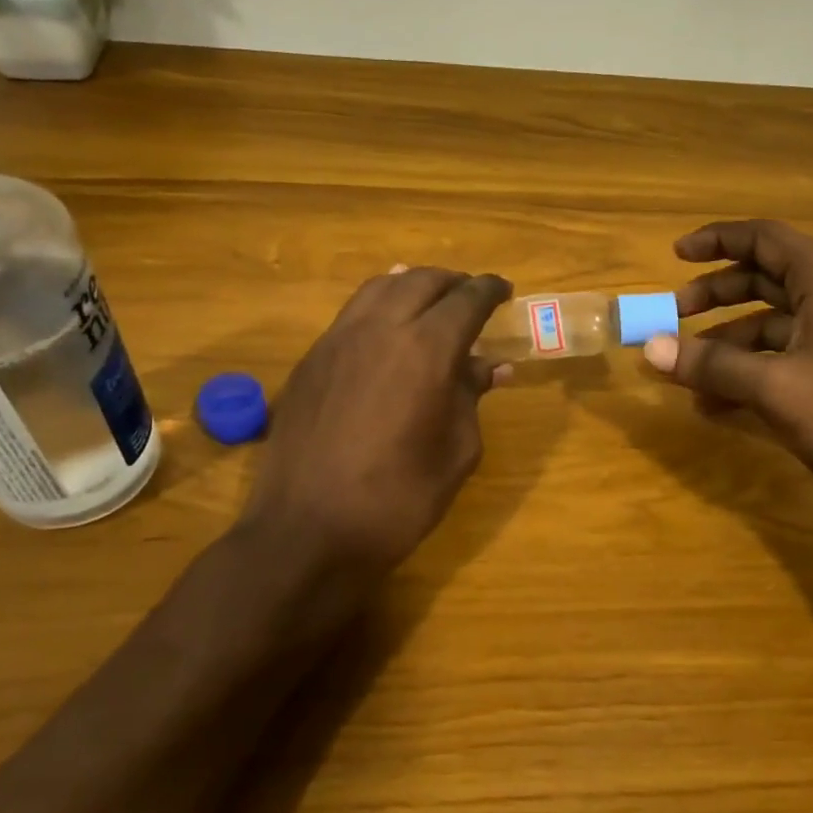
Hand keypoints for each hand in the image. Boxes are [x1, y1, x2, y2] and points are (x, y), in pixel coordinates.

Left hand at [235, 264, 511, 610]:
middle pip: (421, 281)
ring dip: (412, 285)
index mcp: (426, 350)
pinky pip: (352, 314)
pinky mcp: (311, 360)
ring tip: (431, 302)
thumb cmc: (397, 500)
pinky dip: (379, 306)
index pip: (466, 300)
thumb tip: (489, 366)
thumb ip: (471, 397)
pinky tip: (387, 330)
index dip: (490, 290)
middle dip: (453, 282)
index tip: (504, 291)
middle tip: (471, 297)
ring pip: (380, 288)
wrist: (307, 531)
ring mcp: (338, 340)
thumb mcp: (455, 452)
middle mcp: (380, 329)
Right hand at [643, 219, 812, 521]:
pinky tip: (717, 405)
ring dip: (726, 343)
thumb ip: (711, 365)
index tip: (675, 255)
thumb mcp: (775, 387)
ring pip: (770, 324)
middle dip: (715, 295)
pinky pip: (783, 357)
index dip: (717, 240)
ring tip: (687, 374)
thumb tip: (650, 347)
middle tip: (674, 315)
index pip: (764, 239)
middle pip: (763, 279)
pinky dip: (749, 372)